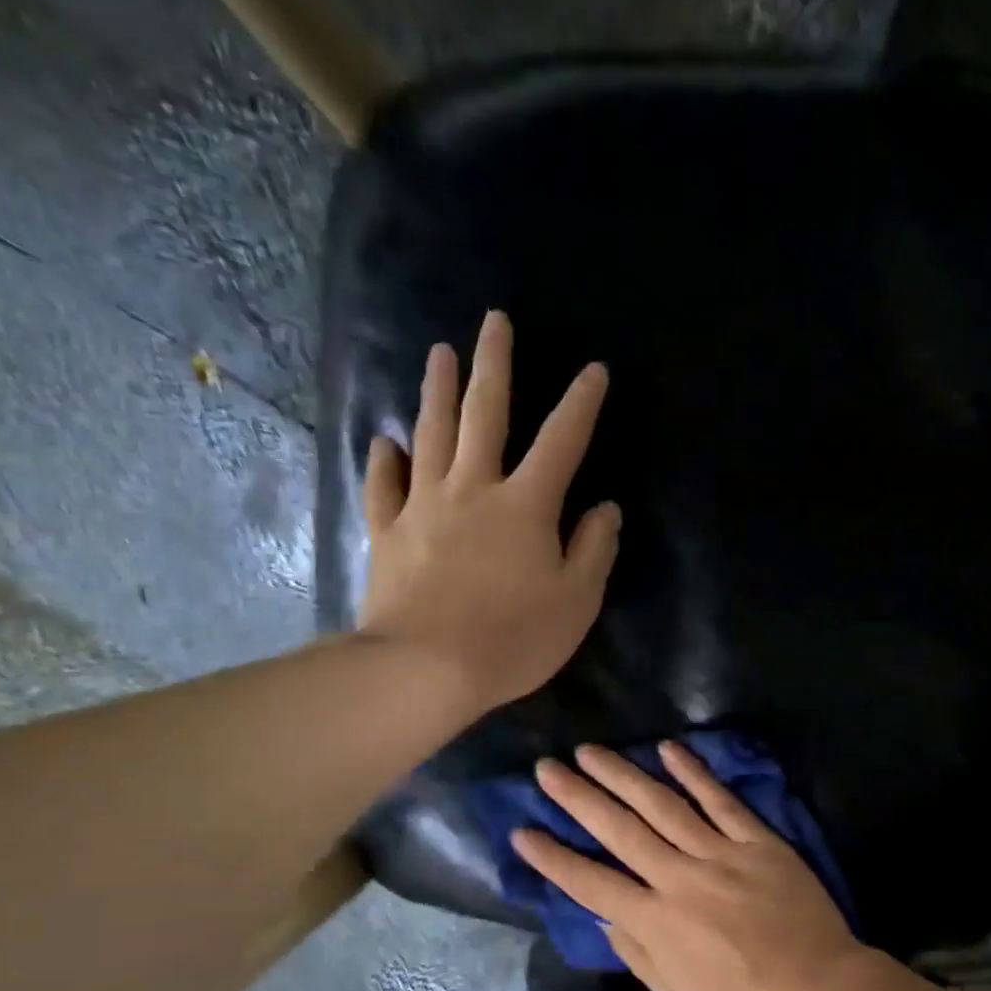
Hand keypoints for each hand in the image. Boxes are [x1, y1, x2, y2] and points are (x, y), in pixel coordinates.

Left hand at [356, 310, 620, 710]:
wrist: (425, 670)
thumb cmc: (513, 639)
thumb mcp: (576, 601)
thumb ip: (594, 549)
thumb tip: (604, 508)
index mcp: (526, 505)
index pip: (562, 442)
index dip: (581, 404)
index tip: (594, 370)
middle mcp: (473, 489)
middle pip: (485, 415)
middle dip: (494, 365)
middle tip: (494, 321)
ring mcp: (424, 506)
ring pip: (431, 434)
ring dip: (438, 390)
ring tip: (440, 353)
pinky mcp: (388, 532)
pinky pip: (385, 486)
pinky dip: (385, 460)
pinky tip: (387, 441)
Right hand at [511, 740, 875, 990]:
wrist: (818, 988)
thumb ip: (637, 952)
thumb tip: (603, 915)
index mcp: (657, 922)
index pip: (591, 883)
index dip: (553, 858)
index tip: (522, 831)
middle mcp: (680, 879)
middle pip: (620, 830)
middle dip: (578, 798)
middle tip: (546, 769)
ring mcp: (721, 854)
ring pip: (662, 805)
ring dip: (623, 775)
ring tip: (591, 751)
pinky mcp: (757, 840)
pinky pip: (721, 801)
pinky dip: (694, 773)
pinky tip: (669, 749)